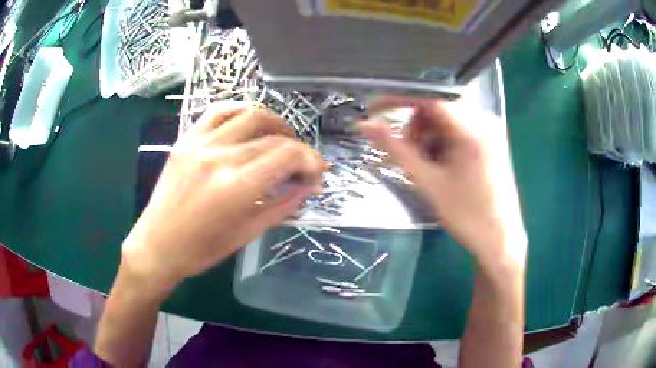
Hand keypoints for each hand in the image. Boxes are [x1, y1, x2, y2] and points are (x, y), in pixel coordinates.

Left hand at [122, 103, 325, 296]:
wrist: (157, 245)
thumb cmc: (202, 250)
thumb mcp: (247, 233)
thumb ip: (282, 205)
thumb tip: (309, 187)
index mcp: (236, 187)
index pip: (287, 155)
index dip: (310, 160)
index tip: (317, 172)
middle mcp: (220, 157)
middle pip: (273, 138)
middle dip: (297, 149)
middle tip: (301, 164)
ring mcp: (200, 144)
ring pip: (250, 115)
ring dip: (274, 123)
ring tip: (281, 138)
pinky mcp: (186, 139)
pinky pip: (218, 111)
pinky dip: (240, 111)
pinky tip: (249, 121)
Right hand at [360, 96, 526, 268]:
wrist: (500, 240)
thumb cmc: (468, 216)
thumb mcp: (428, 182)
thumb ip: (396, 149)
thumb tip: (365, 126)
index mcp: (473, 129)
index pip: (429, 97)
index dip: (398, 99)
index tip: (374, 109)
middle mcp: (485, 121)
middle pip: (438, 107)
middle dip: (416, 127)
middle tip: (407, 154)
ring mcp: (491, 130)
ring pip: (447, 119)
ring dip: (429, 137)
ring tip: (427, 166)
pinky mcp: (492, 140)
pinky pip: (459, 129)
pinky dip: (444, 142)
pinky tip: (443, 165)